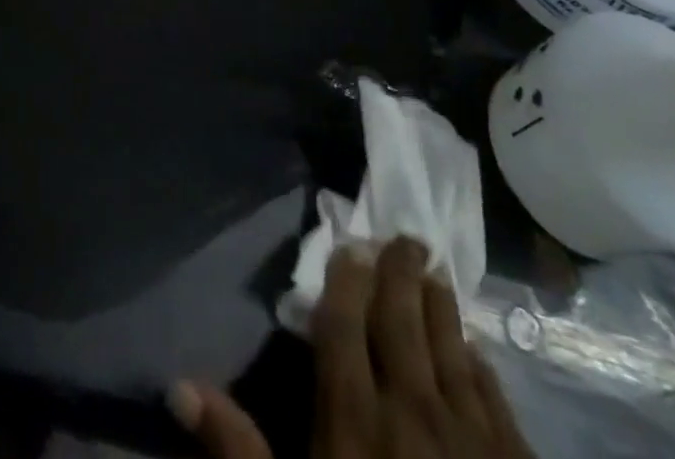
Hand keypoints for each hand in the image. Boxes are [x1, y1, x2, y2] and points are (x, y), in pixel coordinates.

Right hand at [170, 239, 532, 458]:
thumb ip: (238, 449)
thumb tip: (179, 385)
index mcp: (355, 417)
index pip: (346, 324)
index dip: (347, 279)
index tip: (351, 246)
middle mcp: (411, 410)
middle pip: (402, 322)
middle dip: (400, 274)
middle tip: (405, 236)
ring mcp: (471, 439)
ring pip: (452, 349)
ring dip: (443, 307)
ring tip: (437, 273)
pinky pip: (495, 399)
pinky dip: (482, 366)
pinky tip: (478, 351)